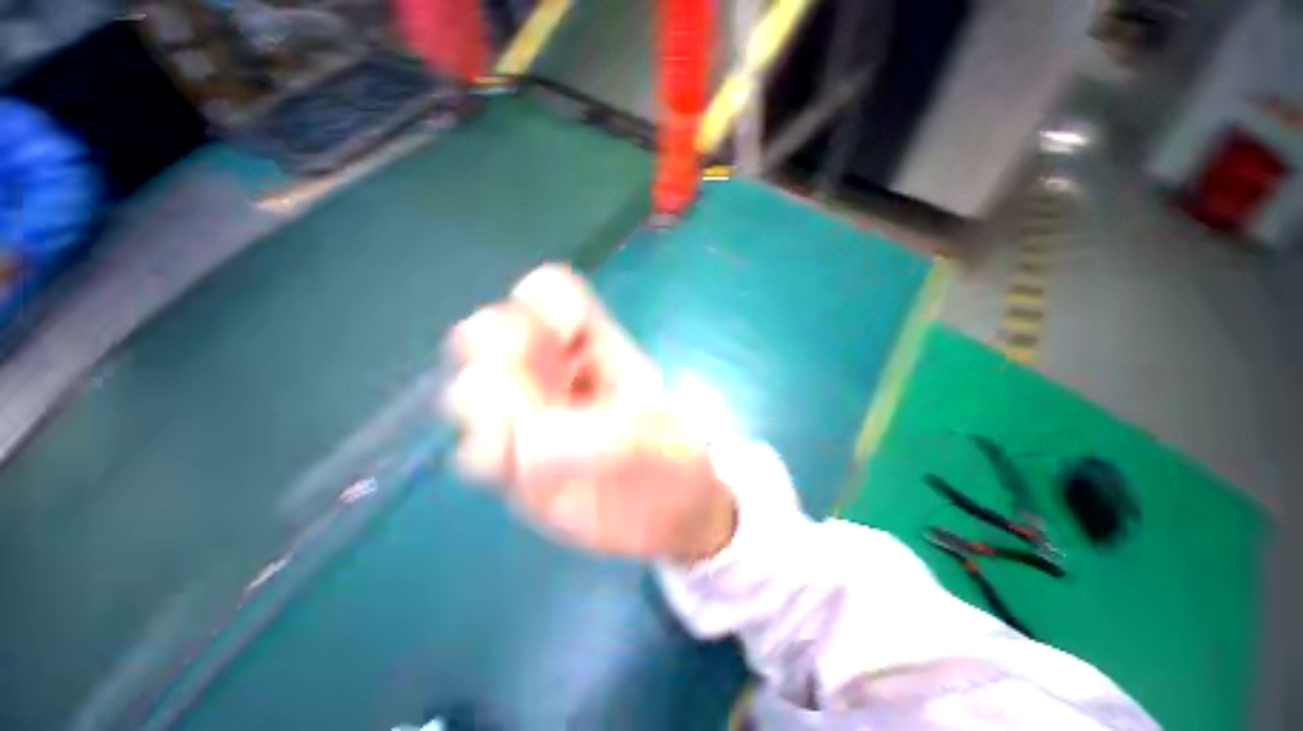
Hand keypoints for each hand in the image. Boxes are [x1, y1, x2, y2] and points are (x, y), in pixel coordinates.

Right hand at [441, 264, 735, 562]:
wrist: (672, 511)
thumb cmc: (677, 456)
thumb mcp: (663, 434)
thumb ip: (608, 433)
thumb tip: (526, 443)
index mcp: (596, 345)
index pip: (548, 291)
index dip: (545, 301)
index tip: (567, 334)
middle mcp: (556, 373)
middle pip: (493, 329)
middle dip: (499, 345)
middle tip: (529, 384)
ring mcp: (532, 418)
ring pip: (471, 385)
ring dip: (483, 399)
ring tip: (519, 428)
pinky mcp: (518, 465)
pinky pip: (476, 450)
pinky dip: (484, 451)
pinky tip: (511, 463)